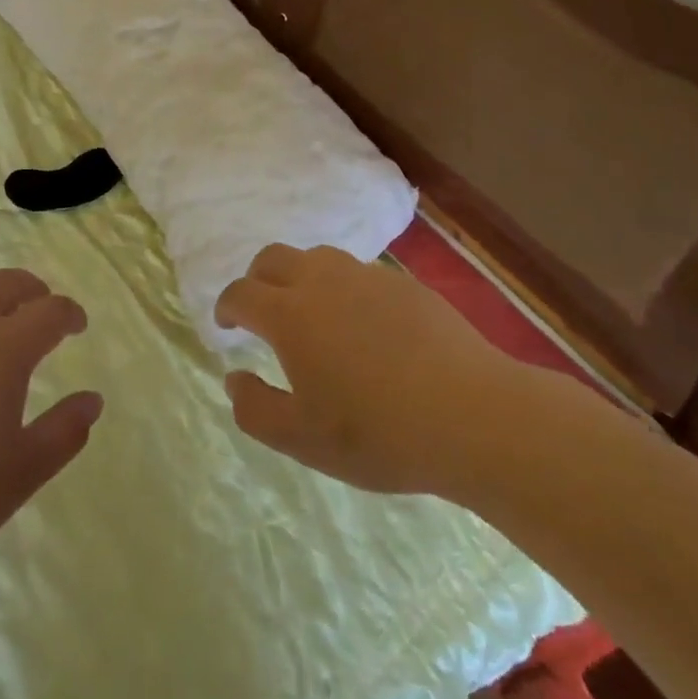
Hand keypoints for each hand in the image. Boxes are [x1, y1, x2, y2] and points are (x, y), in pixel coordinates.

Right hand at [214, 243, 517, 496]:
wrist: (471, 414)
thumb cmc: (378, 433)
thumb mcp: (304, 439)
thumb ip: (256, 410)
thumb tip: (234, 378)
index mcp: (289, 314)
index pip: (241, 293)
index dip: (227, 307)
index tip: (226, 325)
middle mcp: (322, 282)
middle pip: (273, 258)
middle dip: (257, 279)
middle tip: (261, 312)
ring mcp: (366, 277)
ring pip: (318, 258)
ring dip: (301, 278)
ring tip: (312, 314)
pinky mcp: (404, 284)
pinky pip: (359, 273)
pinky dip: (343, 289)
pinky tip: (364, 325)